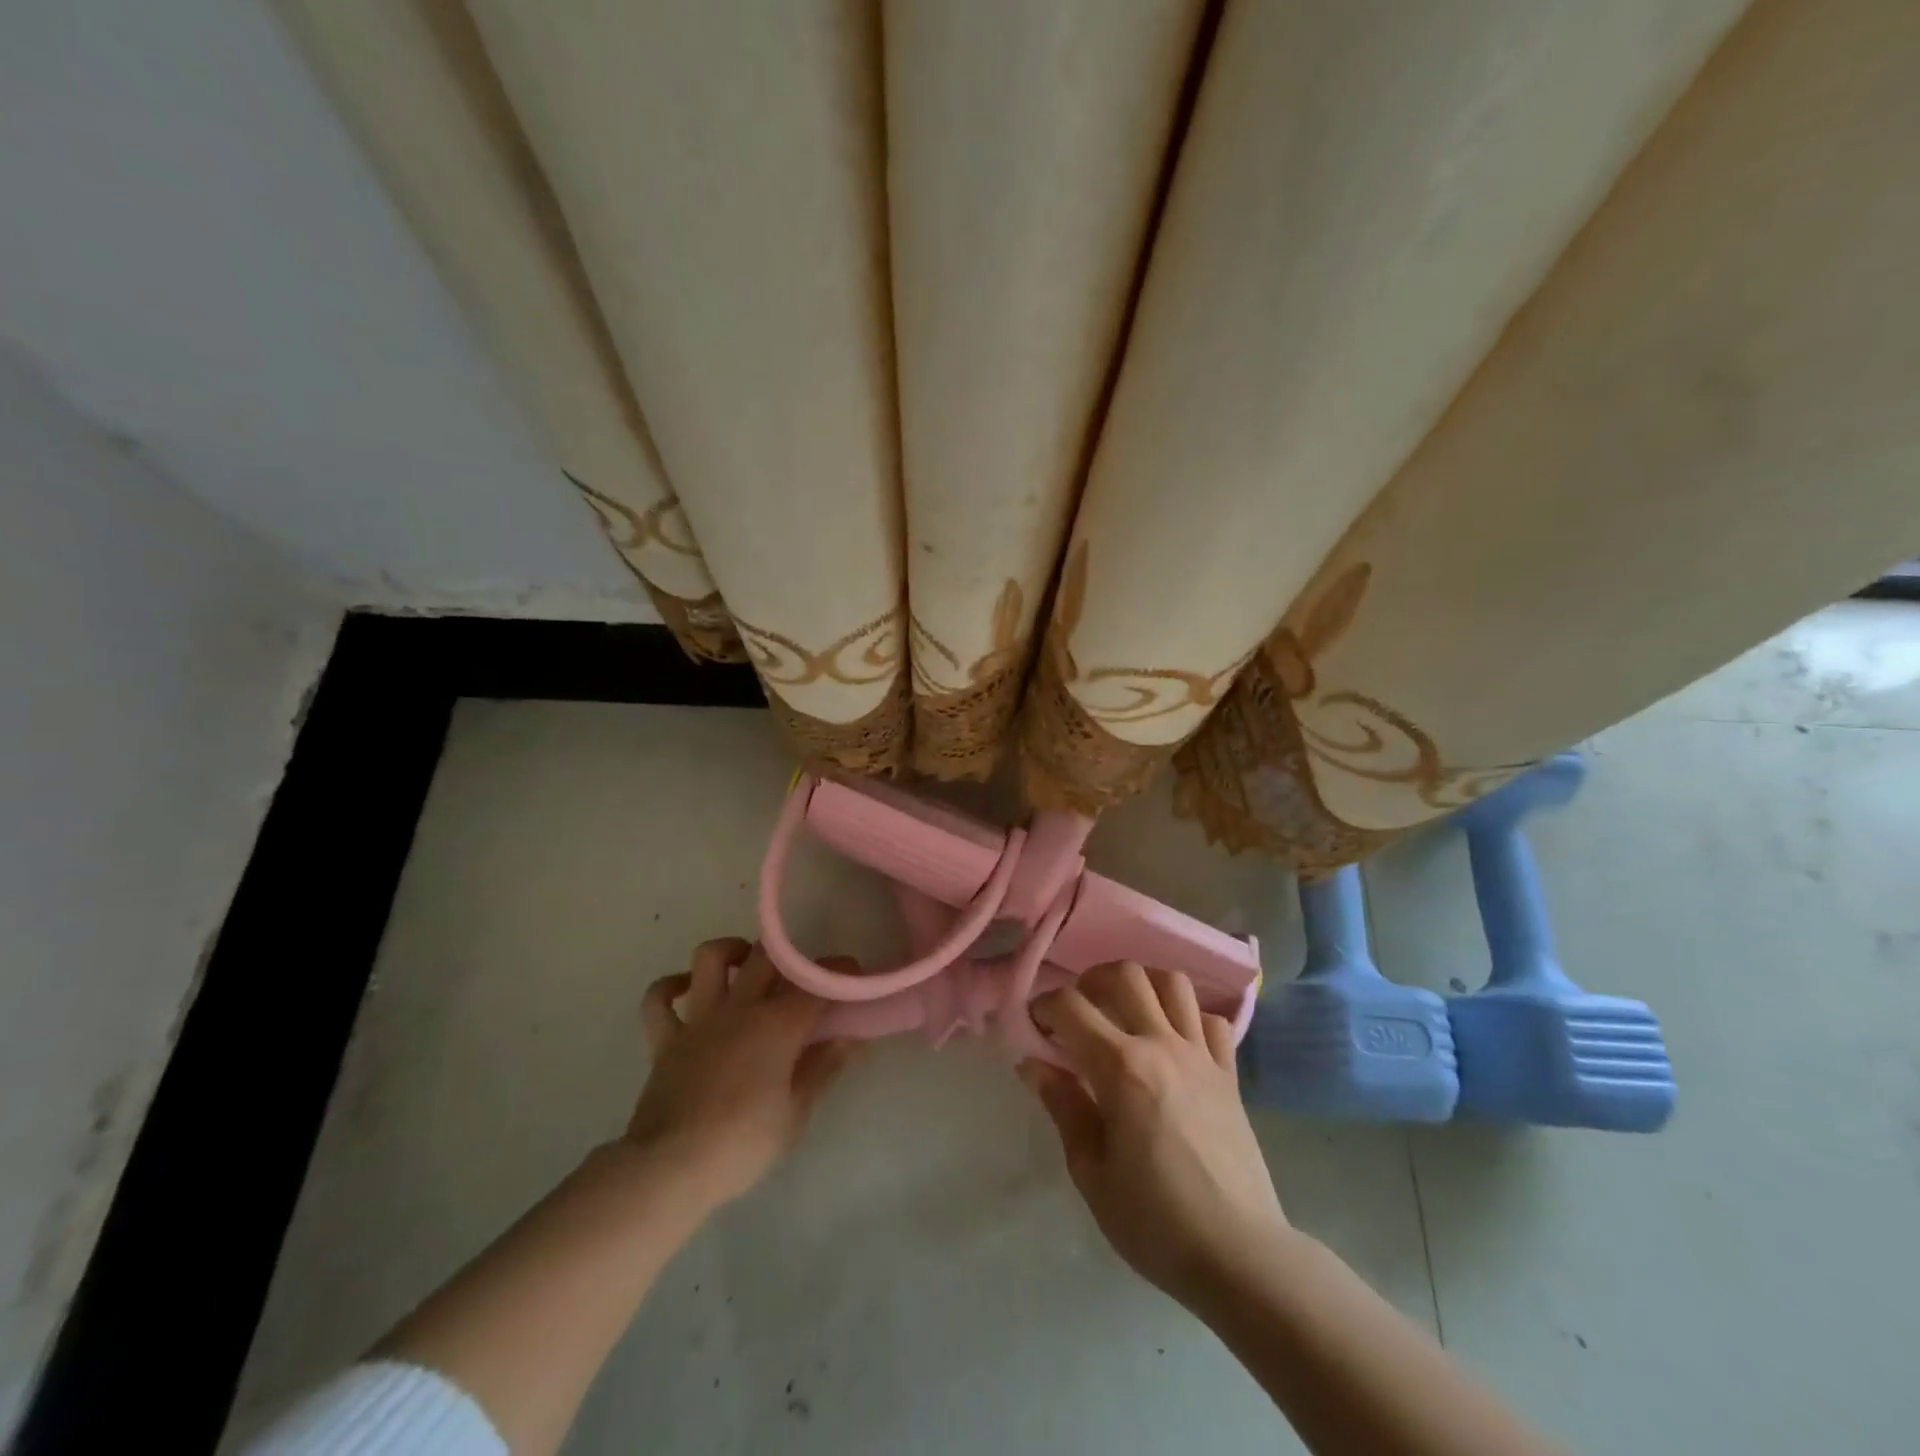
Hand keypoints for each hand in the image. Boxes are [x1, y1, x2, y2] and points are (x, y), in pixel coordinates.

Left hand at [628, 937, 853, 1210]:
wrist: (669, 1169)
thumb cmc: (742, 1144)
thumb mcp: (796, 1114)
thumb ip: (822, 1069)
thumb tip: (849, 1038)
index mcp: (777, 1024)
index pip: (817, 982)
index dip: (839, 973)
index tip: (852, 976)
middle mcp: (739, 1008)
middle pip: (766, 956)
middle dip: (789, 955)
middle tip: (801, 975)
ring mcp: (699, 1019)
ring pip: (709, 958)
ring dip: (730, 951)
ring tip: (745, 964)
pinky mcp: (665, 1039)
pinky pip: (659, 999)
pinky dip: (671, 987)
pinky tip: (687, 989)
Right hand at [1022, 961, 1288, 1305]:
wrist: (1240, 1255)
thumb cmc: (1155, 1221)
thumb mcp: (1091, 1171)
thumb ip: (1062, 1106)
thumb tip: (1032, 1063)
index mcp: (1121, 1067)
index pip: (1070, 1007)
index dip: (1043, 1007)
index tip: (1034, 1027)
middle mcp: (1162, 1045)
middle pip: (1125, 975)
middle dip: (1091, 981)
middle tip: (1078, 1011)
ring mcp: (1202, 1056)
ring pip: (1173, 983)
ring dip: (1143, 985)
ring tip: (1125, 1011)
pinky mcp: (1230, 1074)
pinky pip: (1212, 1020)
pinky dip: (1190, 1017)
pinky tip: (1174, 1041)